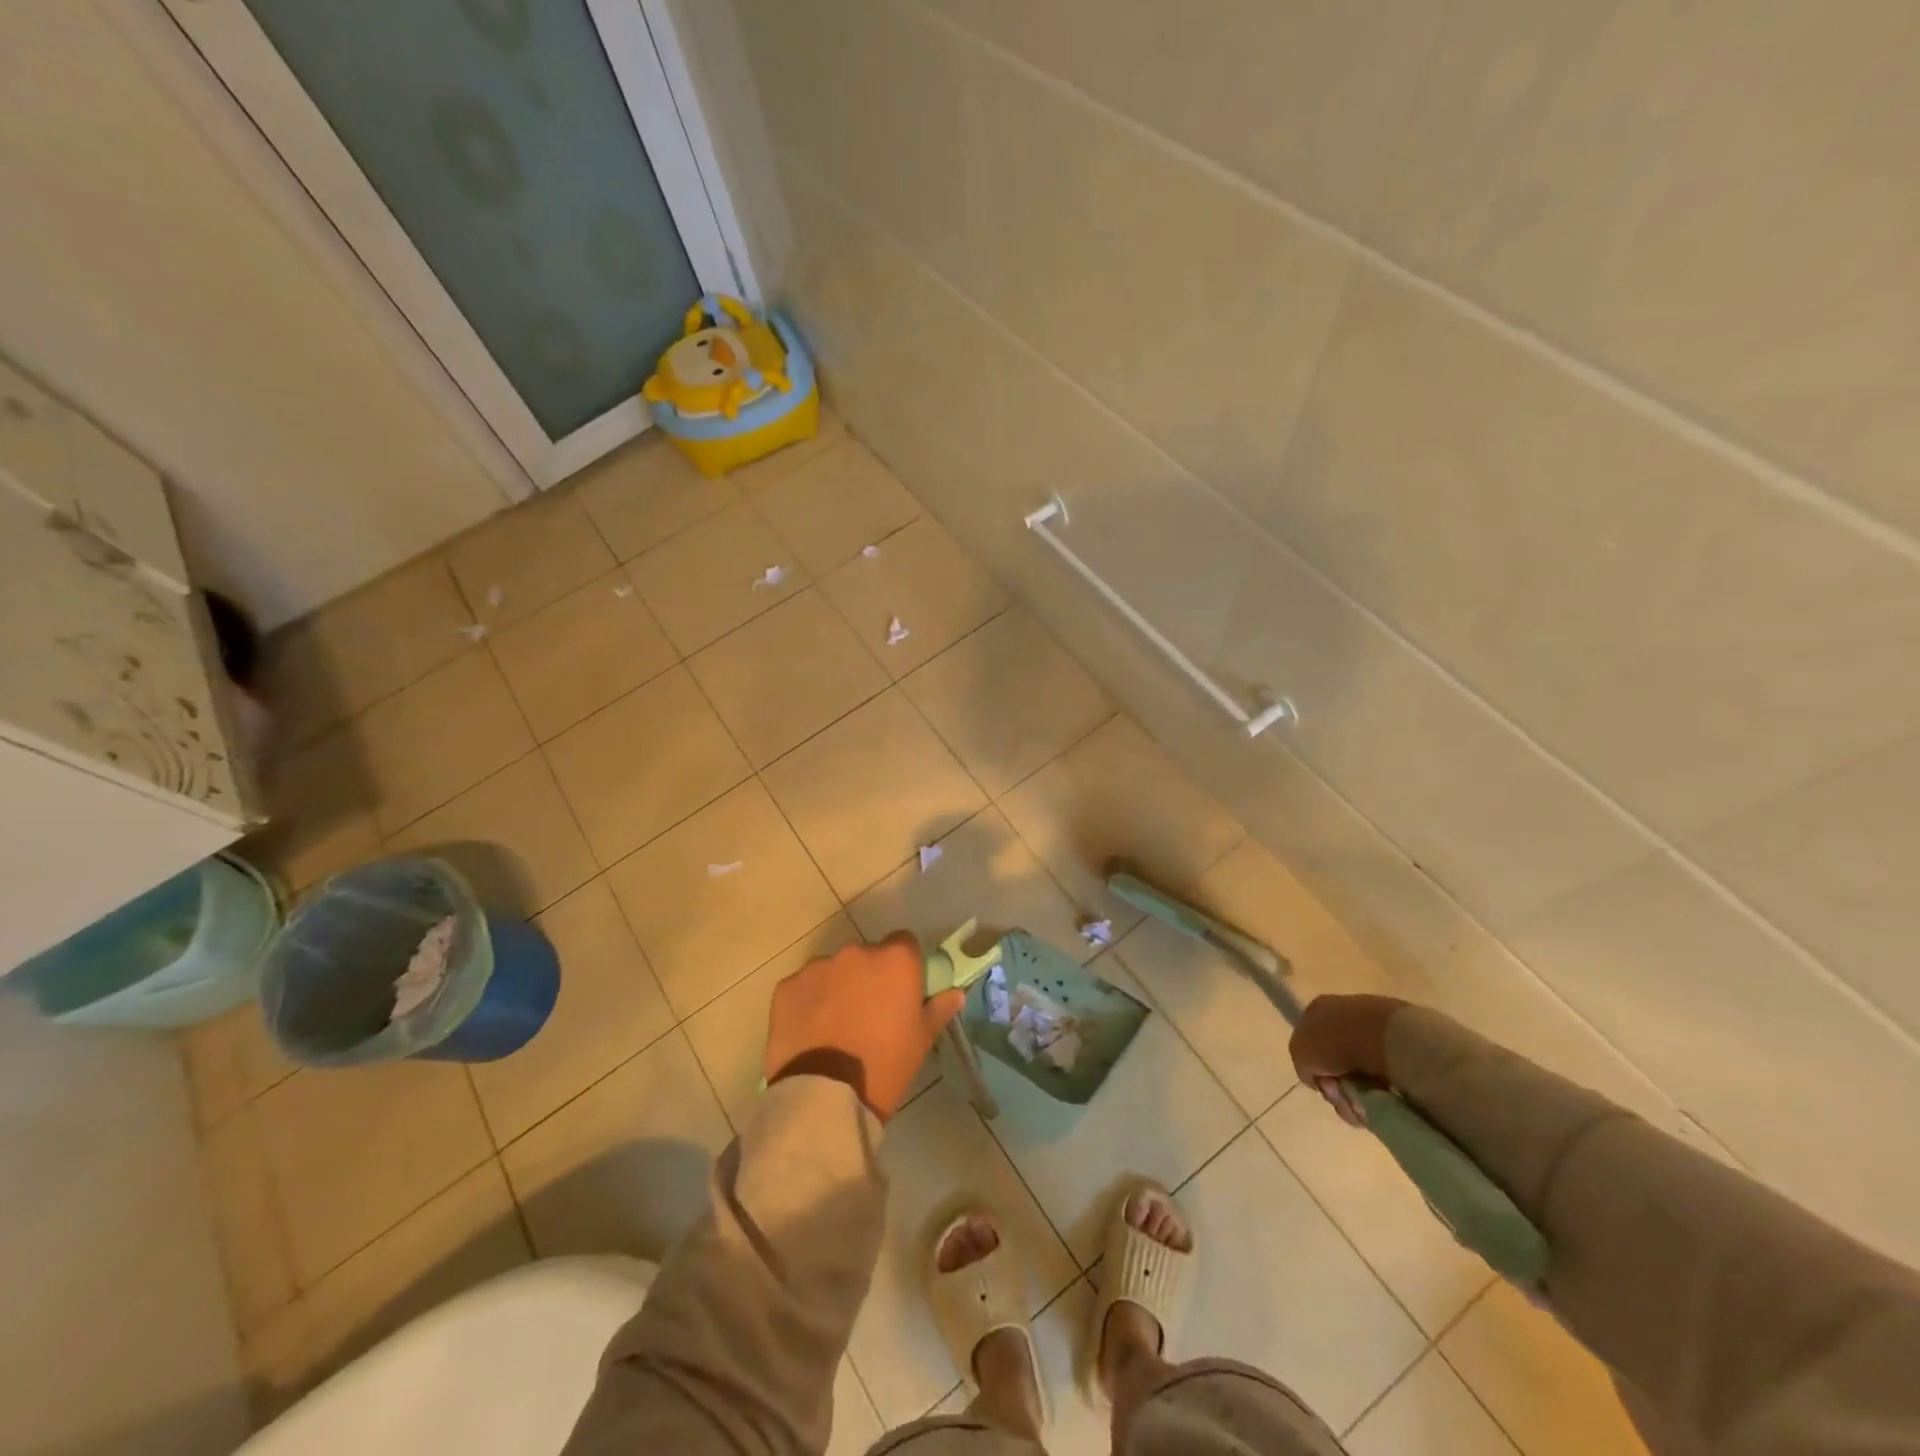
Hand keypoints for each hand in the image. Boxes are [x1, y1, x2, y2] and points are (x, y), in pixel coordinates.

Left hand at [765, 933, 964, 1120]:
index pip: (904, 943)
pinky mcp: (787, 986)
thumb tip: (954, 992)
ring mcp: (817, 967)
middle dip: (869, 976)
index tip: (901, 990)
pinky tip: (810, 1031)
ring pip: (833, 969)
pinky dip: (808, 1002)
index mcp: (895, 960)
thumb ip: (937, 1009)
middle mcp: (856, 952)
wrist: (824, 1097)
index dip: (904, 965)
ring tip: (835, 1025)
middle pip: (867, 955)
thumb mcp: (920, 1041)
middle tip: (868, 1012)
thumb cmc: (884, 1066)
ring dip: (837, 987)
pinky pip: (804, 987)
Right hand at [1288, 994, 1407, 1126]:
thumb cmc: (1335, 1040)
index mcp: (1321, 1009)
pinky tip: (1381, 1098)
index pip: (1311, 1042)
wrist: (1386, 1039)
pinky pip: (1384, 1082)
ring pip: (1360, 1077)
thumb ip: (1302, 1062)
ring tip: (1363, 1102)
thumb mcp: (1299, 1050)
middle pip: (1336, 1064)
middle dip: (1336, 1086)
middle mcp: (1347, 1017)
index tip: (1322, 1080)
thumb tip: (1319, 1076)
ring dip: (1356, 1096)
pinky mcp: (1403, 1052)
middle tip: (1341, 1094)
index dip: (1313, 1066)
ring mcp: (1377, 1034)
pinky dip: (1380, 1096)